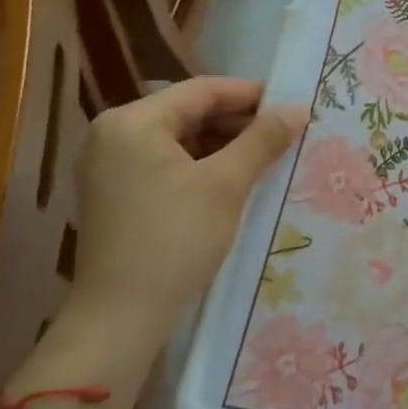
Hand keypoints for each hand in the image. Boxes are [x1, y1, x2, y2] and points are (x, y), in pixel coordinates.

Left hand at [71, 78, 306, 344]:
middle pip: (188, 113)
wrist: (120, 318)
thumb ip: (262, 140)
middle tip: (284, 133)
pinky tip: (235, 179)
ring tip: (267, 156)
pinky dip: (201, 166)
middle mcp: (113, 134)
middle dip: (238, 122)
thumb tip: (298, 108)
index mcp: (132, 122)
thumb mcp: (226, 185)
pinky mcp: (114, 194)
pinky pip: (165, 164)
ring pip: (178, 140)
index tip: (292, 104)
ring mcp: (109, 166)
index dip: (251, 94)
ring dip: (222, 145)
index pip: (202, 90)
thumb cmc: (174, 240)